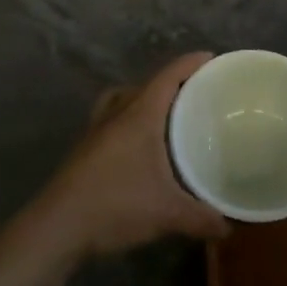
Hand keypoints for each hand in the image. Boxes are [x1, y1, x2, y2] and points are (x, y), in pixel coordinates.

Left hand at [35, 52, 230, 256]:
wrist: (58, 226)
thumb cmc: (115, 205)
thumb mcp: (167, 213)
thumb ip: (201, 218)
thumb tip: (228, 227)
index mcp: (139, 115)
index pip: (167, 77)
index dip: (190, 64)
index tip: (210, 57)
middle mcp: (116, 114)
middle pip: (145, 85)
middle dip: (170, 83)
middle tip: (196, 93)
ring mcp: (96, 130)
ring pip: (122, 100)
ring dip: (143, 99)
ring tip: (165, 115)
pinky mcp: (84, 149)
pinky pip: (111, 119)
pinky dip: (127, 120)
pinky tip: (138, 146)